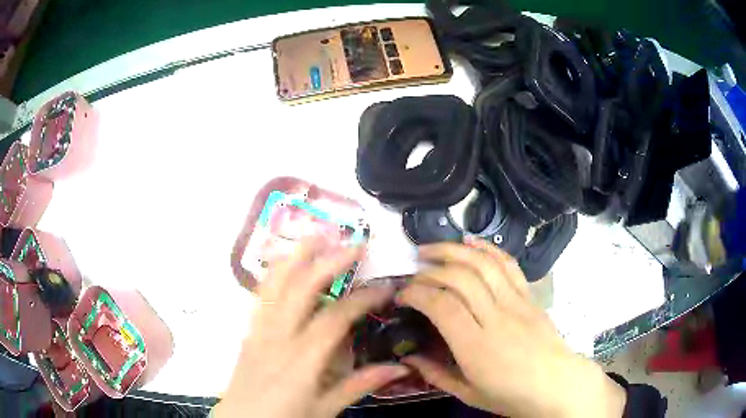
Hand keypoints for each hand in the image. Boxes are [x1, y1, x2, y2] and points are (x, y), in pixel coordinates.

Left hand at [214, 239, 408, 417]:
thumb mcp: (326, 409)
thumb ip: (360, 385)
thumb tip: (400, 368)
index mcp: (302, 359)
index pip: (336, 318)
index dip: (363, 299)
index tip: (385, 286)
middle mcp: (279, 336)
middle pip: (302, 288)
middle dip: (329, 261)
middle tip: (354, 243)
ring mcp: (259, 329)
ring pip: (275, 284)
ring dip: (296, 257)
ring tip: (315, 235)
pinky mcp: (249, 330)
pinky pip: (261, 294)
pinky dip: (274, 273)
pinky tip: (283, 261)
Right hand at [398, 237, 625, 417]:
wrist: (556, 384)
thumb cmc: (511, 394)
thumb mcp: (468, 393)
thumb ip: (435, 374)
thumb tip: (407, 357)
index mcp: (476, 347)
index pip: (441, 305)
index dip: (416, 293)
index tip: (402, 295)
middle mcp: (496, 317)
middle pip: (460, 278)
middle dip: (430, 269)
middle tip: (413, 274)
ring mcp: (516, 302)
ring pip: (483, 264)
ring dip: (454, 250)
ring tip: (431, 249)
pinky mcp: (529, 296)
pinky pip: (508, 264)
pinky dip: (487, 249)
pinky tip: (470, 242)